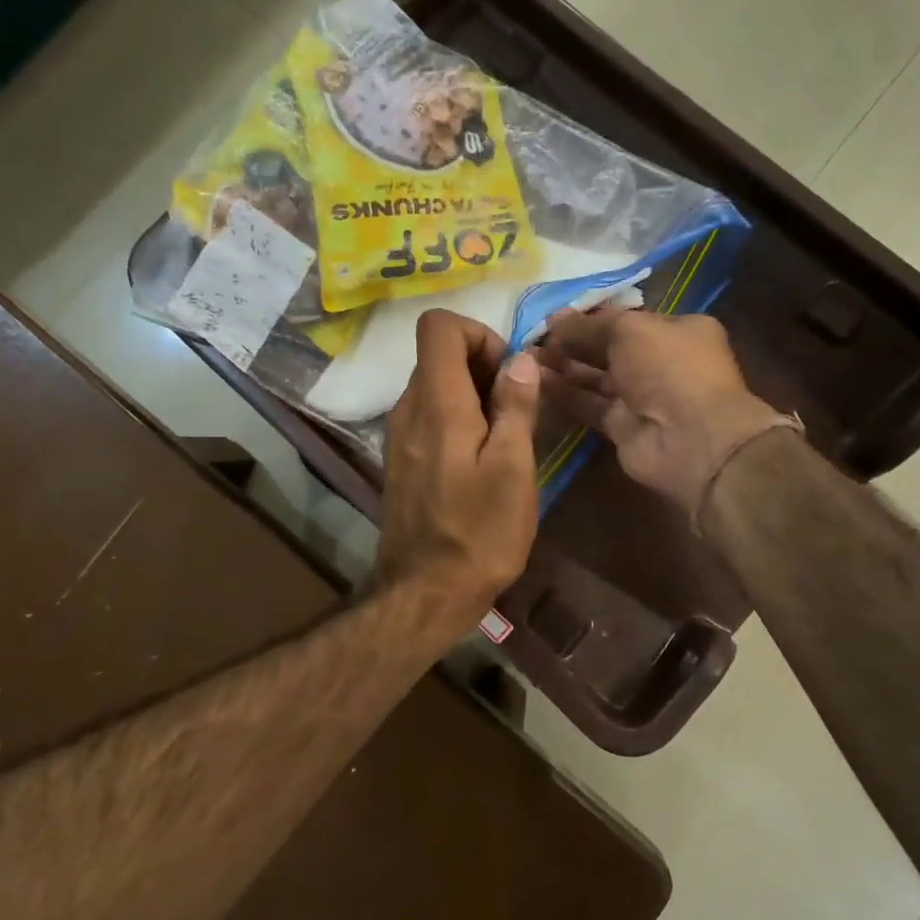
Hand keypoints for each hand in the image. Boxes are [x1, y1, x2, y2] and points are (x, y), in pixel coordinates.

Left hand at [374, 309, 540, 652]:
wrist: (425, 593)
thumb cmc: (479, 532)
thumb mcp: (512, 468)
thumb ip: (515, 406)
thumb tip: (520, 358)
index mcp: (436, 402)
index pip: (439, 325)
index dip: (479, 333)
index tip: (507, 373)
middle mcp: (408, 409)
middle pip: (439, 355)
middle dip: (483, 367)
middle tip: (517, 411)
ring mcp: (399, 436)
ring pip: (436, 387)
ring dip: (474, 397)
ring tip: (505, 441)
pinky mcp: (402, 460)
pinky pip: (429, 418)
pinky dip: (458, 421)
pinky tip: (482, 462)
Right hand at [536, 310, 787, 516]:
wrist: (692, 439)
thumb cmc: (670, 369)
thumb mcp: (630, 330)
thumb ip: (590, 325)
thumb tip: (555, 320)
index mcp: (676, 330)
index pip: (626, 319)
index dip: (589, 317)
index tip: (552, 317)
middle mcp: (659, 362)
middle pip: (608, 348)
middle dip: (572, 341)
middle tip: (532, 337)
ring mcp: (641, 397)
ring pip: (595, 377)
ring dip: (563, 366)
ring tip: (525, 356)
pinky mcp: (622, 427)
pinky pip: (588, 404)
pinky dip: (564, 393)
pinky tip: (535, 381)